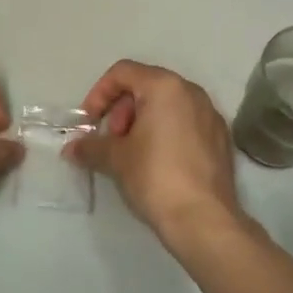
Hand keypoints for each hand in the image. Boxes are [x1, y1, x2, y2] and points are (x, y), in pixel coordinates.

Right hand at [68, 60, 242, 247]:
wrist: (204, 220)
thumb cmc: (155, 177)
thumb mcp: (116, 159)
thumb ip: (91, 147)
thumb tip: (72, 148)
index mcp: (165, 86)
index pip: (123, 72)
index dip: (99, 93)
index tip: (90, 122)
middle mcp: (192, 92)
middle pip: (146, 86)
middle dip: (122, 110)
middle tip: (113, 141)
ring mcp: (211, 115)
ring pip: (168, 105)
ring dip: (142, 122)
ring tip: (132, 154)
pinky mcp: (221, 139)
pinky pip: (186, 123)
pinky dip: (166, 133)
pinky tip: (158, 163)